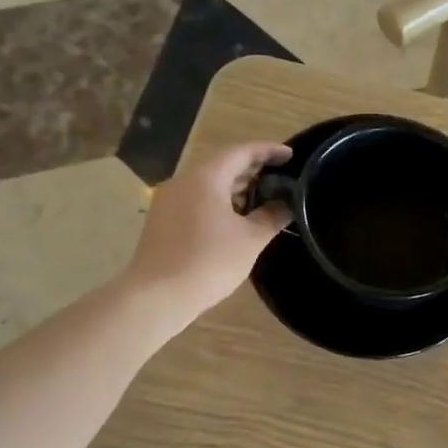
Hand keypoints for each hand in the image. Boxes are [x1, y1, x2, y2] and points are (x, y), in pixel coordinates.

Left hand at [124, 141, 292, 328]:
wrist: (157, 296)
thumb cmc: (209, 261)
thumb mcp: (250, 240)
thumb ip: (271, 217)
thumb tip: (286, 205)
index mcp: (206, 177)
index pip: (241, 152)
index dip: (268, 151)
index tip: (290, 155)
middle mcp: (183, 181)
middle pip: (222, 165)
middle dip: (251, 169)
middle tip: (279, 177)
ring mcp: (168, 201)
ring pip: (207, 184)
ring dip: (234, 187)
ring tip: (261, 198)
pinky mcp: (161, 220)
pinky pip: (195, 200)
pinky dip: (218, 201)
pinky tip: (234, 219)